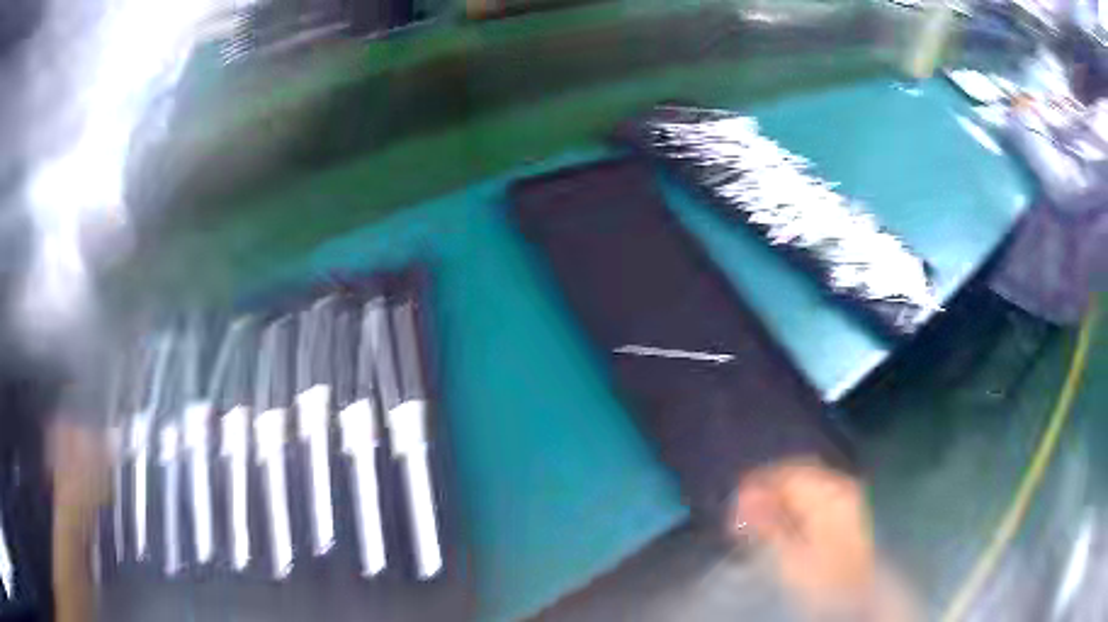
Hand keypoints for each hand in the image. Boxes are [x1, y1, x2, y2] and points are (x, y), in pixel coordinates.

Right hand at [734, 459, 913, 620]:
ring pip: (804, 481)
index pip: (787, 475)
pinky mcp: (845, 506)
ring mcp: (844, 494)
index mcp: (829, 494)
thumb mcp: (791, 557)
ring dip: (778, 494)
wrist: (857, 595)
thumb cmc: (823, 579)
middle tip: (740, 513)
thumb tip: (744, 496)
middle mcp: (839, 485)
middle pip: (796, 472)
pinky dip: (792, 501)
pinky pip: (813, 491)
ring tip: (755, 518)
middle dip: (766, 488)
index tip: (734, 505)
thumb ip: (769, 523)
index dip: (757, 486)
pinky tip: (779, 519)